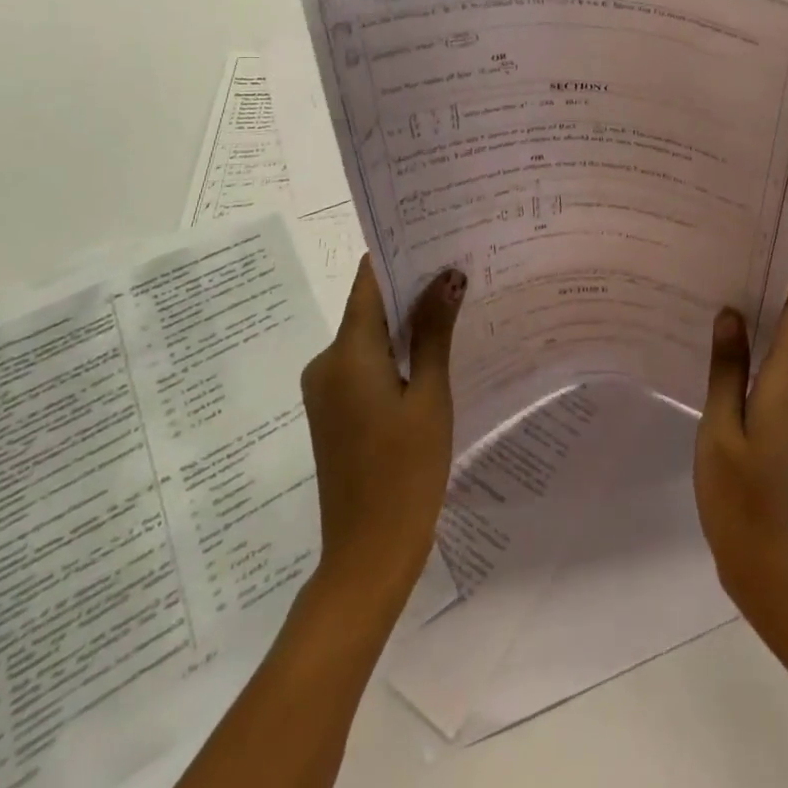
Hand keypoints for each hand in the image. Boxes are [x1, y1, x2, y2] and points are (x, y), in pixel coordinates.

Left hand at [299, 256, 464, 602]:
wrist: (368, 554)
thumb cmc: (405, 470)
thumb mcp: (430, 395)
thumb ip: (435, 332)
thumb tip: (447, 276)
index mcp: (347, 354)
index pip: (368, 282)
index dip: (399, 254)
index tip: (437, 233)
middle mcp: (327, 363)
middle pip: (369, 306)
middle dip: (412, 285)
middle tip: (461, 265)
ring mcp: (328, 390)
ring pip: (370, 336)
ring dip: (407, 320)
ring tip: (457, 301)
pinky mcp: (336, 411)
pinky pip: (366, 363)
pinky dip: (397, 351)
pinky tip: (435, 350)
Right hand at [694, 282, 787, 620]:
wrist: (773, 570)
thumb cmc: (741, 499)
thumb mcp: (721, 429)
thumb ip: (726, 367)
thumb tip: (731, 313)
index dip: (777, 278)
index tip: (737, 269)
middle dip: (757, 296)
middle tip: (708, 288)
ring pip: (785, 344)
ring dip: (752, 328)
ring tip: (704, 319)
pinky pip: (778, 371)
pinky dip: (753, 357)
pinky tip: (714, 364)